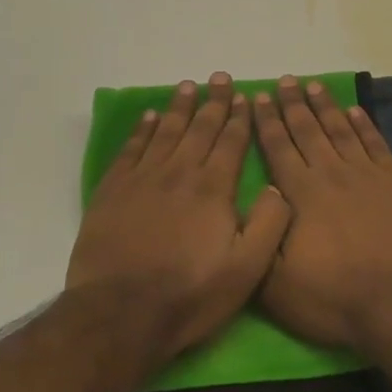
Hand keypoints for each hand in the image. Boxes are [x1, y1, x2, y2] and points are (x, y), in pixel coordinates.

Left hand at [67, 74, 291, 362]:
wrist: (121, 313)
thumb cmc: (190, 294)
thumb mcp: (247, 269)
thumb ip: (270, 224)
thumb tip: (278, 186)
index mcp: (213, 188)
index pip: (231, 143)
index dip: (240, 118)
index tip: (245, 96)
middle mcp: (179, 172)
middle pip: (199, 128)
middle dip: (213, 102)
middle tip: (219, 77)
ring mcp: (143, 179)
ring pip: (165, 131)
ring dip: (178, 107)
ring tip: (187, 86)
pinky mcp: (113, 191)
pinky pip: (131, 149)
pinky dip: (141, 130)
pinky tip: (148, 117)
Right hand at [251, 77, 391, 351]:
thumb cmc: (334, 298)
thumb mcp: (276, 284)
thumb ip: (259, 239)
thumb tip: (254, 200)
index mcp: (301, 194)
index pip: (278, 148)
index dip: (267, 121)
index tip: (259, 97)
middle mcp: (331, 174)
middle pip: (308, 130)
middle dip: (293, 104)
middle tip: (285, 80)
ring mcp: (367, 176)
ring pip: (341, 130)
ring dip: (326, 107)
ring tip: (314, 85)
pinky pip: (376, 145)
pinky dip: (365, 126)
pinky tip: (356, 112)